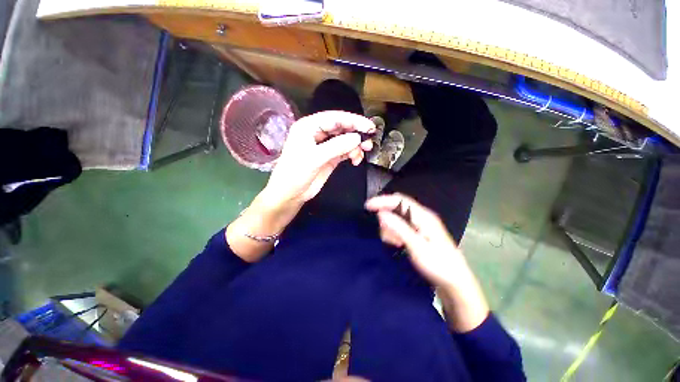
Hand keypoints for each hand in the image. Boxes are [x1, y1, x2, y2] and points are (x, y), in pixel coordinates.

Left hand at [265, 111, 374, 205]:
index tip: (369, 127)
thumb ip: (336, 147)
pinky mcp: (329, 157)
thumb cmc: (296, 173)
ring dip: (355, 146)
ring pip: (344, 140)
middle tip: (369, 141)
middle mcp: (317, 133)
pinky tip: (356, 160)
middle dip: (356, 134)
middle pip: (341, 127)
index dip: (353, 121)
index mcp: (309, 126)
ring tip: (362, 154)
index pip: (334, 118)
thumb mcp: (314, 158)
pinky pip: (344, 151)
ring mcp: (324, 146)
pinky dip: (352, 154)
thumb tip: (357, 138)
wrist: (290, 194)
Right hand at [365, 193, 464, 287]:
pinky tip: (398, 243)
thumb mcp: (417, 248)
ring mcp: (421, 223)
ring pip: (398, 216)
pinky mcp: (419, 231)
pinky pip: (401, 225)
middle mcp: (422, 216)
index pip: (399, 200)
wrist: (455, 281)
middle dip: (386, 217)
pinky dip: (395, 232)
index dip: (382, 200)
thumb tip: (381, 213)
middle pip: (398, 206)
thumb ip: (399, 228)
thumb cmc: (438, 265)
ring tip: (394, 243)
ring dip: (391, 227)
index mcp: (424, 216)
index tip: (367, 206)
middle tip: (385, 235)